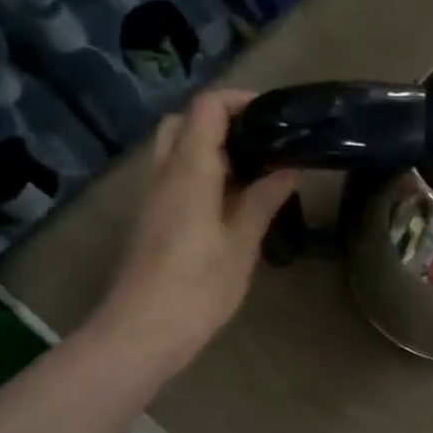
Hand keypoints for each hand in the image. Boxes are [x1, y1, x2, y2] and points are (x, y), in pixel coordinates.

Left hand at [91, 90, 296, 379]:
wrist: (141, 332)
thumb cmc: (198, 288)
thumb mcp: (241, 243)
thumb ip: (264, 200)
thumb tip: (290, 167)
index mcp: (190, 171)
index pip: (207, 107)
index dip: (240, 101)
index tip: (276, 116)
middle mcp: (164, 173)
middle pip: (184, 122)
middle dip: (221, 120)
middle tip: (261, 143)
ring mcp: (153, 196)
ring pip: (175, 149)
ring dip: (211, 148)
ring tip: (254, 172)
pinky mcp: (151, 219)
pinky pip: (174, 177)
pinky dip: (202, 173)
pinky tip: (232, 202)